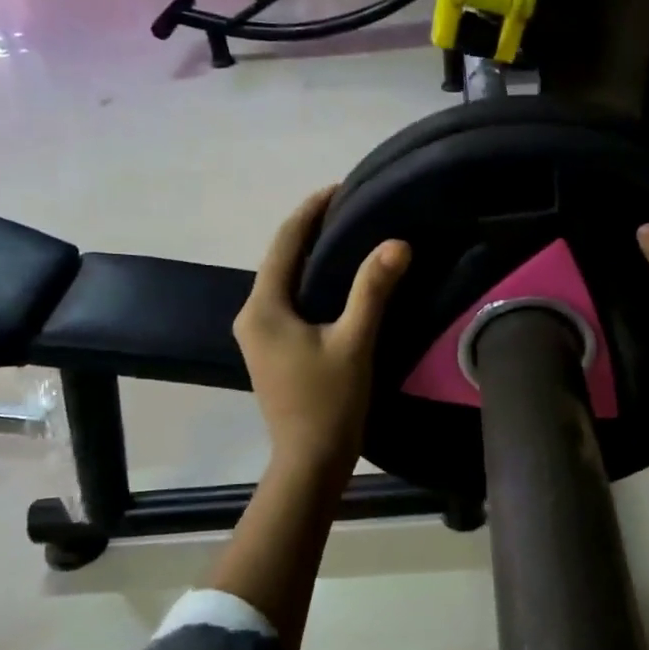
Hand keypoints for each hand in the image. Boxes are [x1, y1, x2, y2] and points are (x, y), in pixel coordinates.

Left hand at [234, 187, 411, 478]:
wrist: (310, 461)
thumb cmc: (329, 403)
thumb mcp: (355, 342)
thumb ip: (373, 290)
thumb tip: (397, 242)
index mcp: (263, 308)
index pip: (285, 242)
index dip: (311, 210)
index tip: (341, 187)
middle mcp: (252, 315)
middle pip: (281, 258)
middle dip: (312, 230)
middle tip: (353, 209)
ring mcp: (258, 335)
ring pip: (285, 281)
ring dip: (313, 256)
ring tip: (350, 236)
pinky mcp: (271, 350)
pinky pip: (289, 301)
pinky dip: (311, 283)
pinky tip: (339, 281)